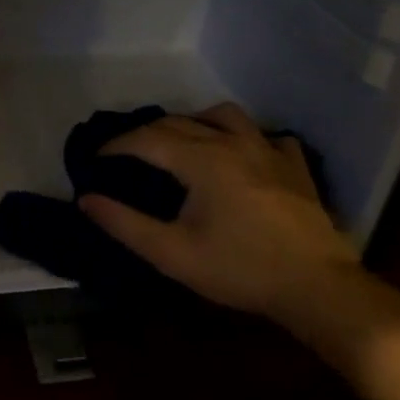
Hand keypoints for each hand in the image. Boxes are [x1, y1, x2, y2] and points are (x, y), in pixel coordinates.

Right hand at [79, 103, 358, 328]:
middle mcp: (233, 142)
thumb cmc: (238, 269)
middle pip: (180, 121)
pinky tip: (242, 156)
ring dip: (195, 122)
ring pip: (225, 115)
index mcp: (202, 159)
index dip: (117, 145)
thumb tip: (86, 199)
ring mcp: (269, 149)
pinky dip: (246, 138)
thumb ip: (125, 224)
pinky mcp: (294, 165)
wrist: (314, 284)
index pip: (147, 138)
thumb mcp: (172, 253)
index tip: (96, 159)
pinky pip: (266, 136)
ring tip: (182, 143)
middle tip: (127, 155)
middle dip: (147, 133)